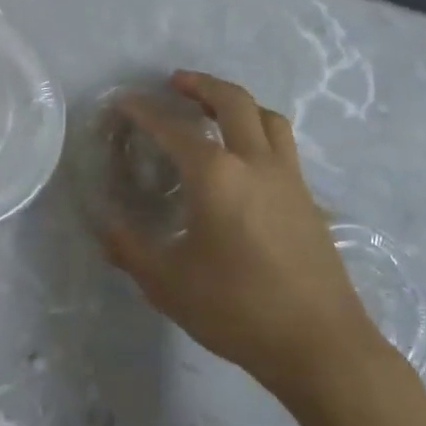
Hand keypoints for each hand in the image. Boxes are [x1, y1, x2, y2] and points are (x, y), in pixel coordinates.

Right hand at [97, 71, 380, 397]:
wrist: (320, 343)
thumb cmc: (238, 309)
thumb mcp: (169, 284)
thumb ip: (131, 249)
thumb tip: (105, 226)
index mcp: (216, 175)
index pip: (173, 128)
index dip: (144, 111)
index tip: (124, 102)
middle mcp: (254, 161)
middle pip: (232, 101)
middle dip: (201, 84)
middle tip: (176, 82)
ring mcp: (288, 176)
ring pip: (266, 116)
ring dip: (237, 102)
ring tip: (216, 110)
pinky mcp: (308, 197)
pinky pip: (282, 144)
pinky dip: (259, 130)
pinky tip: (248, 159)